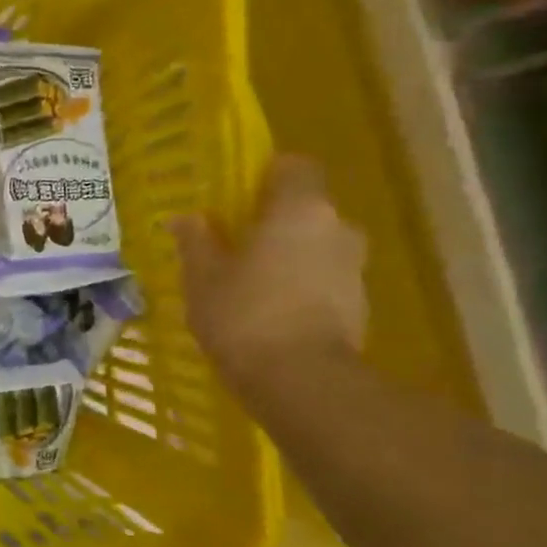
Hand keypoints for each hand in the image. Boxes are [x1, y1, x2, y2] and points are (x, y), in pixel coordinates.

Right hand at [171, 155, 367, 395]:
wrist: (300, 380)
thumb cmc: (243, 314)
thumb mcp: (201, 276)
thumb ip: (196, 241)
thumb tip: (187, 218)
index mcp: (299, 210)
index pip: (294, 166)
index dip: (266, 175)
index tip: (235, 197)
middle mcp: (337, 228)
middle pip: (305, 209)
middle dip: (272, 223)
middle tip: (232, 246)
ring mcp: (353, 267)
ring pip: (315, 246)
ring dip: (286, 257)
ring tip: (246, 285)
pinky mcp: (359, 304)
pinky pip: (322, 280)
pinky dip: (299, 288)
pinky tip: (267, 314)